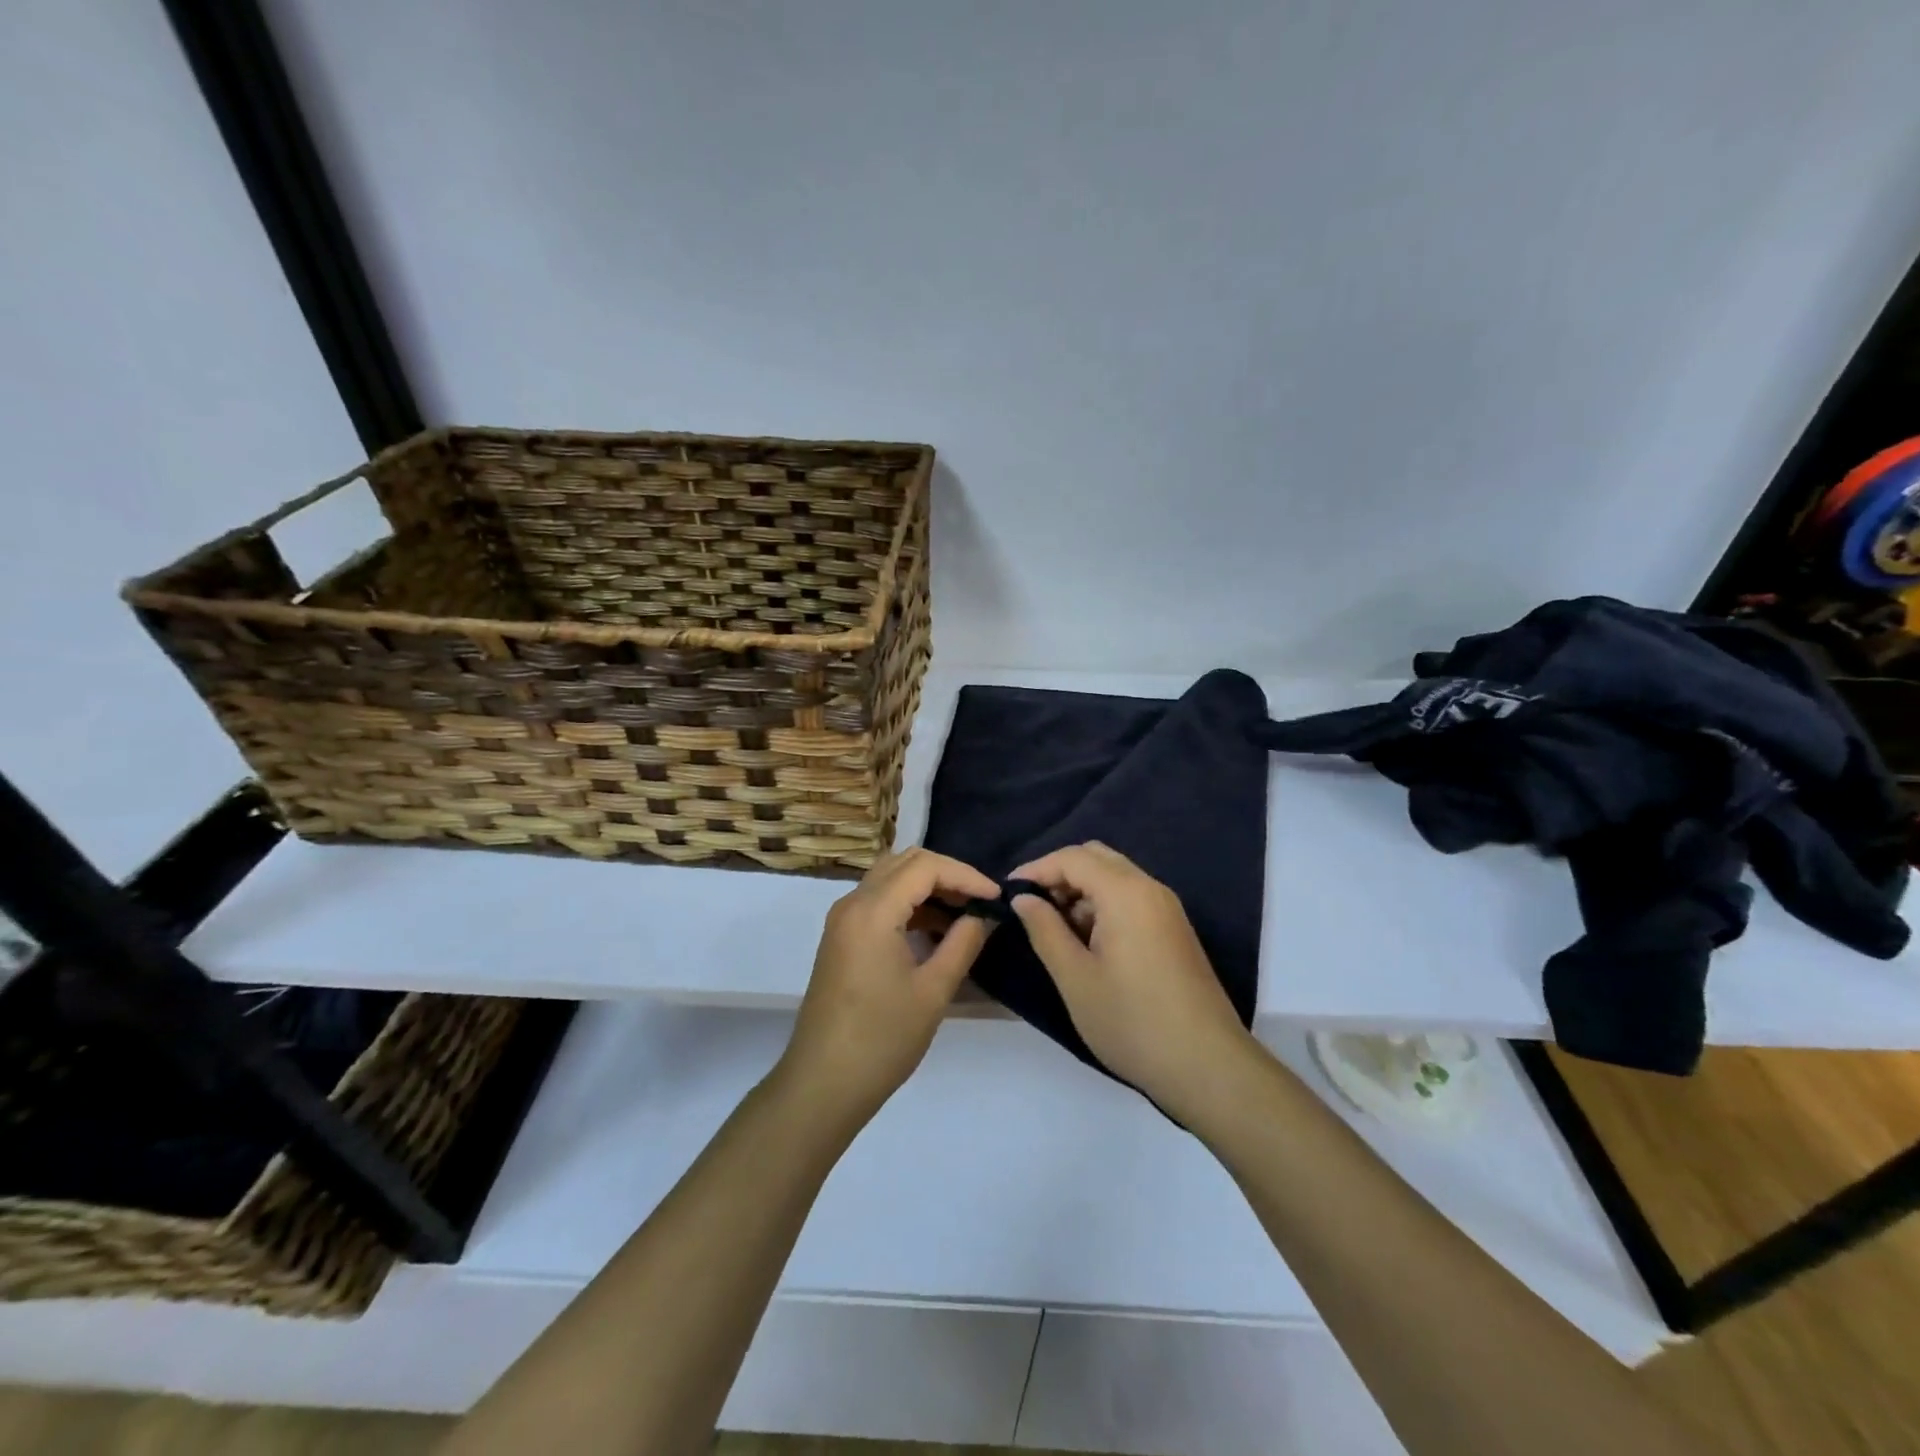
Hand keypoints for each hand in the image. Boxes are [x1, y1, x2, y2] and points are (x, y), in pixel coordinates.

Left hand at [777, 848, 998, 1127]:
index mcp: (873, 911)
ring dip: (927, 887)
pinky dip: (909, 904)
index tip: (996, 898)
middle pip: (905, 862)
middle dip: (947, 874)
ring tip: (964, 914)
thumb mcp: (934, 991)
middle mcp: (852, 904)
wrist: (823, 1083)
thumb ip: (963, 943)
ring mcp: (843, 920)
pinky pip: (878, 901)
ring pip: (890, 878)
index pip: (925, 866)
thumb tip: (986, 916)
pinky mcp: (841, 937)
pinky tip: (935, 930)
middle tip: (980, 901)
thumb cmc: (882, 1039)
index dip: (966, 875)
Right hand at [1010, 842, 1257, 1118]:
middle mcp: (1150, 888)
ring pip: (1115, 877)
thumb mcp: (1075, 978)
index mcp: (1126, 893)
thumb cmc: (1132, 1022)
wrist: (1207, 1066)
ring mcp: (1166, 908)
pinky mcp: (1174, 930)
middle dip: (1059, 874)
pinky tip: (1085, 941)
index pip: (1073, 858)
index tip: (1006, 892)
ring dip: (1081, 890)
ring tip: (1053, 928)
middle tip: (1030, 907)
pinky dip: (1102, 905)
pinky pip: (1131, 898)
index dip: (1036, 869)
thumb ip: (1044, 930)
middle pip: (1096, 858)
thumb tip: (1024, 899)